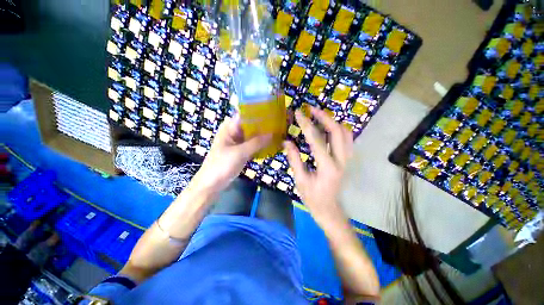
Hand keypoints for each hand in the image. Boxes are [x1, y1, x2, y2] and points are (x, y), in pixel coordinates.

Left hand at [192, 116, 271, 192]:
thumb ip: (257, 143)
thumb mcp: (240, 153)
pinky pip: (252, 144)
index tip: (273, 113)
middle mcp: (233, 132)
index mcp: (229, 127)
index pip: (245, 115)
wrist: (212, 184)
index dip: (259, 113)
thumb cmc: (222, 165)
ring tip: (278, 133)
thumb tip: (273, 134)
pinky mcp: (240, 150)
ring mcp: (237, 142)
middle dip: (263, 125)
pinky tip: (271, 144)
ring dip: (262, 135)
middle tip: (279, 125)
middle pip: (250, 125)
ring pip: (252, 135)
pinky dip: (260, 144)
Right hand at [285, 106, 352, 226]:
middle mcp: (341, 160)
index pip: (316, 140)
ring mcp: (347, 159)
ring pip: (346, 133)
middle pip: (337, 131)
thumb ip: (294, 159)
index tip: (298, 113)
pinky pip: (347, 139)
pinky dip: (338, 129)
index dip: (306, 124)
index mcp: (327, 167)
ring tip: (319, 115)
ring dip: (333, 121)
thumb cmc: (313, 197)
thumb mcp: (300, 180)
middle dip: (324, 117)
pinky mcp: (347, 160)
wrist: (329, 209)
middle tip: (311, 109)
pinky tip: (328, 127)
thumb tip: (286, 142)